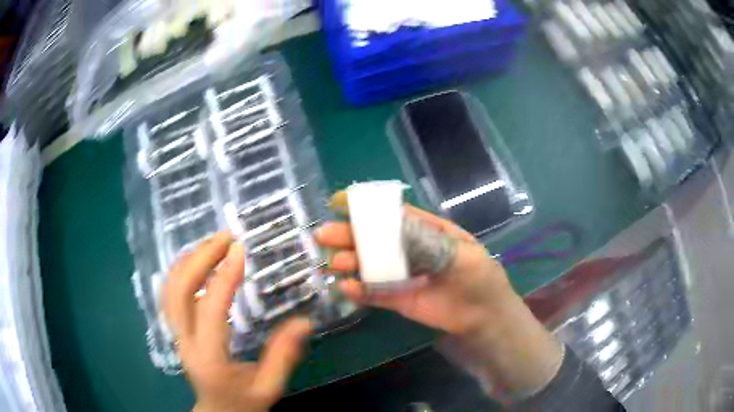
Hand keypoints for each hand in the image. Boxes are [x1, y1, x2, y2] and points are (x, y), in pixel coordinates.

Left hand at [163, 232, 311, 411]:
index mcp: (209, 358)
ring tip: (213, 243)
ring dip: (188, 260)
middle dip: (200, 258)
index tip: (240, 250)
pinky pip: (170, 294)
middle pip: (179, 291)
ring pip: (170, 289)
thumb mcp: (269, 388)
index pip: (210, 310)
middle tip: (225, 237)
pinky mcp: (175, 330)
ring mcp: (176, 334)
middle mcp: (185, 342)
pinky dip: (181, 271)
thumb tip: (304, 322)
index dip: (224, 277)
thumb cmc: (243, 403)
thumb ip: (284, 356)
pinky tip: (197, 261)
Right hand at [315, 206, 562, 395]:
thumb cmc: (479, 278)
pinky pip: (375, 293)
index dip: (368, 208)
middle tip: (324, 235)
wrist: (484, 317)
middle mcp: (410, 250)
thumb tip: (395, 225)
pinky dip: (359, 290)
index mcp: (427, 231)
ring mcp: (403, 275)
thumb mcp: (462, 253)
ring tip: (334, 263)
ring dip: (350, 262)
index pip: (394, 214)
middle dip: (350, 235)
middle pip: (376, 239)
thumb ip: (428, 239)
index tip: (341, 201)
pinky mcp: (399, 300)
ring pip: (371, 265)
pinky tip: (346, 288)